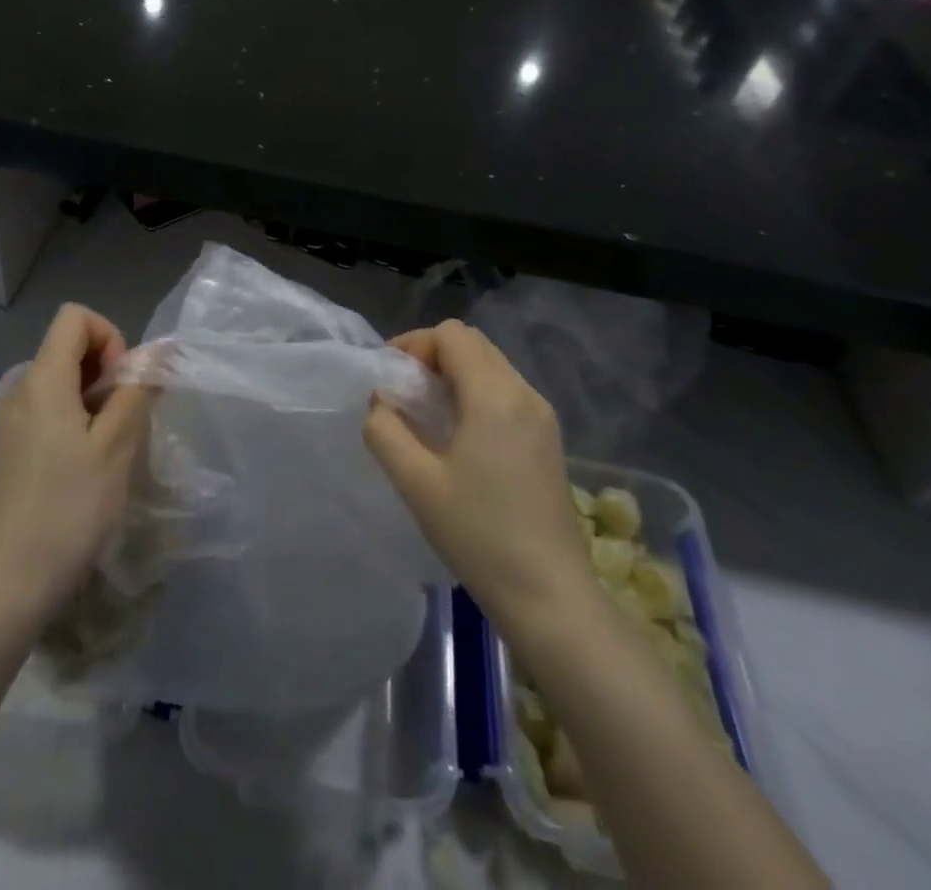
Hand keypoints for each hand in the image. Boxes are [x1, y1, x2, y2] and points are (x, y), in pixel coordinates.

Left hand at [0, 304, 155, 631]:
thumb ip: (138, 390)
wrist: (5, 586)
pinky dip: (73, 422)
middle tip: (124, 423)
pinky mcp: (7, 450)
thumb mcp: (116, 447)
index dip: (110, 336)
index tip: (123, 384)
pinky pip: (46, 411)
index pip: (75, 317)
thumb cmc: (68, 510)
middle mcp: (18, 390)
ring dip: (93, 401)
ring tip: (109, 450)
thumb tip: (160, 350)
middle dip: (106, 372)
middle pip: (67, 348)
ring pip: (60, 383)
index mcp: (42, 380)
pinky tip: (84, 468)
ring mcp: (8, 422)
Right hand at [363, 321, 592, 624]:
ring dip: (455, 374)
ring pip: (491, 365)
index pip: (451, 335)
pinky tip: (459, 436)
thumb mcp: (416, 483)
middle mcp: (524, 393)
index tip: (390, 378)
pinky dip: (476, 393)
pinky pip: (506, 391)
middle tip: (405, 394)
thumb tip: (381, 401)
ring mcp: (542, 416)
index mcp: (495, 396)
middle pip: (473, 344)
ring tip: (427, 415)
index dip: (414, 345)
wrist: (549, 594)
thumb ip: (385, 431)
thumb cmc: (478, 535)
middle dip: (432, 356)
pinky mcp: (548, 438)